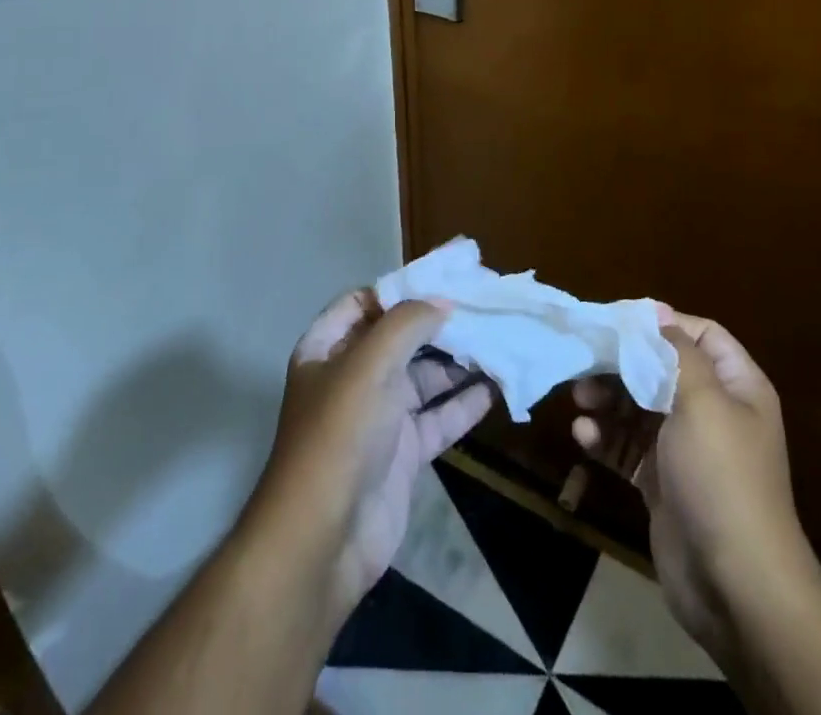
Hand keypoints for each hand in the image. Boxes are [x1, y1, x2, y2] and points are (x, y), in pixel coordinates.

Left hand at [254, 290, 493, 620]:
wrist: (324, 540)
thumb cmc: (340, 435)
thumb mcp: (369, 364)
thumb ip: (407, 323)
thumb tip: (443, 302)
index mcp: (328, 348)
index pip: (363, 303)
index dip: (399, 289)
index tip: (442, 279)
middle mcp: (352, 377)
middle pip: (398, 338)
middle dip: (437, 323)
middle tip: (481, 306)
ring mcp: (378, 417)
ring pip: (423, 378)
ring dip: (456, 362)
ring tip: (496, 340)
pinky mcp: (403, 453)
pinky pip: (437, 418)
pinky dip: (463, 403)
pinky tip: (494, 387)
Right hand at [572, 307, 818, 657]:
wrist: (736, 587)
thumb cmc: (722, 478)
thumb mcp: (702, 402)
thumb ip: (676, 351)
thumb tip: (656, 310)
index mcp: (735, 386)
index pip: (698, 334)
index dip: (659, 324)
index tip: (615, 323)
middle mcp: (712, 411)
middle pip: (659, 368)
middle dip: (620, 363)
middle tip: (584, 362)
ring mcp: (685, 448)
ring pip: (637, 406)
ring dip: (606, 399)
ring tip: (579, 400)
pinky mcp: (661, 481)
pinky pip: (627, 445)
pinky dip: (604, 437)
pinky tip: (583, 437)